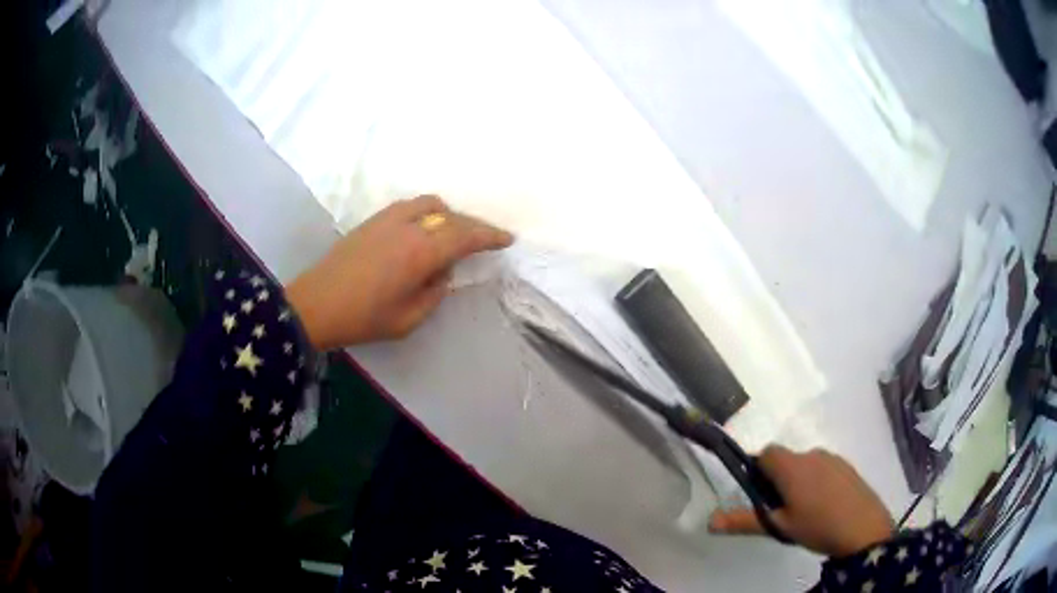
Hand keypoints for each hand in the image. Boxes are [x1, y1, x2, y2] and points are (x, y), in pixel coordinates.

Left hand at [285, 195, 513, 349]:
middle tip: (485, 240)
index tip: (507, 239)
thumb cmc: (363, 318)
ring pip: (431, 205)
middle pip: (452, 217)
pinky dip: (427, 212)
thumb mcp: (408, 319)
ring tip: (453, 233)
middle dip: (473, 226)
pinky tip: (423, 230)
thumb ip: (434, 293)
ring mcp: (389, 219)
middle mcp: (409, 227)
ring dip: (449, 215)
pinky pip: (410, 206)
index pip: (465, 236)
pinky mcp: (373, 220)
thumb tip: (443, 272)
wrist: (316, 304)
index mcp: (421, 252)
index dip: (489, 236)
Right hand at [708, 446, 893, 557]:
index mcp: (791, 466)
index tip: (759, 494)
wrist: (863, 528)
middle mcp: (811, 454)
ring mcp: (832, 458)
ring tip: (804, 510)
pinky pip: (823, 467)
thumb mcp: (778, 527)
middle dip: (778, 479)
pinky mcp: (847, 465)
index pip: (765, 452)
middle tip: (781, 509)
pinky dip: (817, 481)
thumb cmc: (817, 526)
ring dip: (798, 480)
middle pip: (785, 459)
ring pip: (805, 464)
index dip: (757, 470)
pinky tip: (824, 506)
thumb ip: (744, 520)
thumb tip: (709, 521)